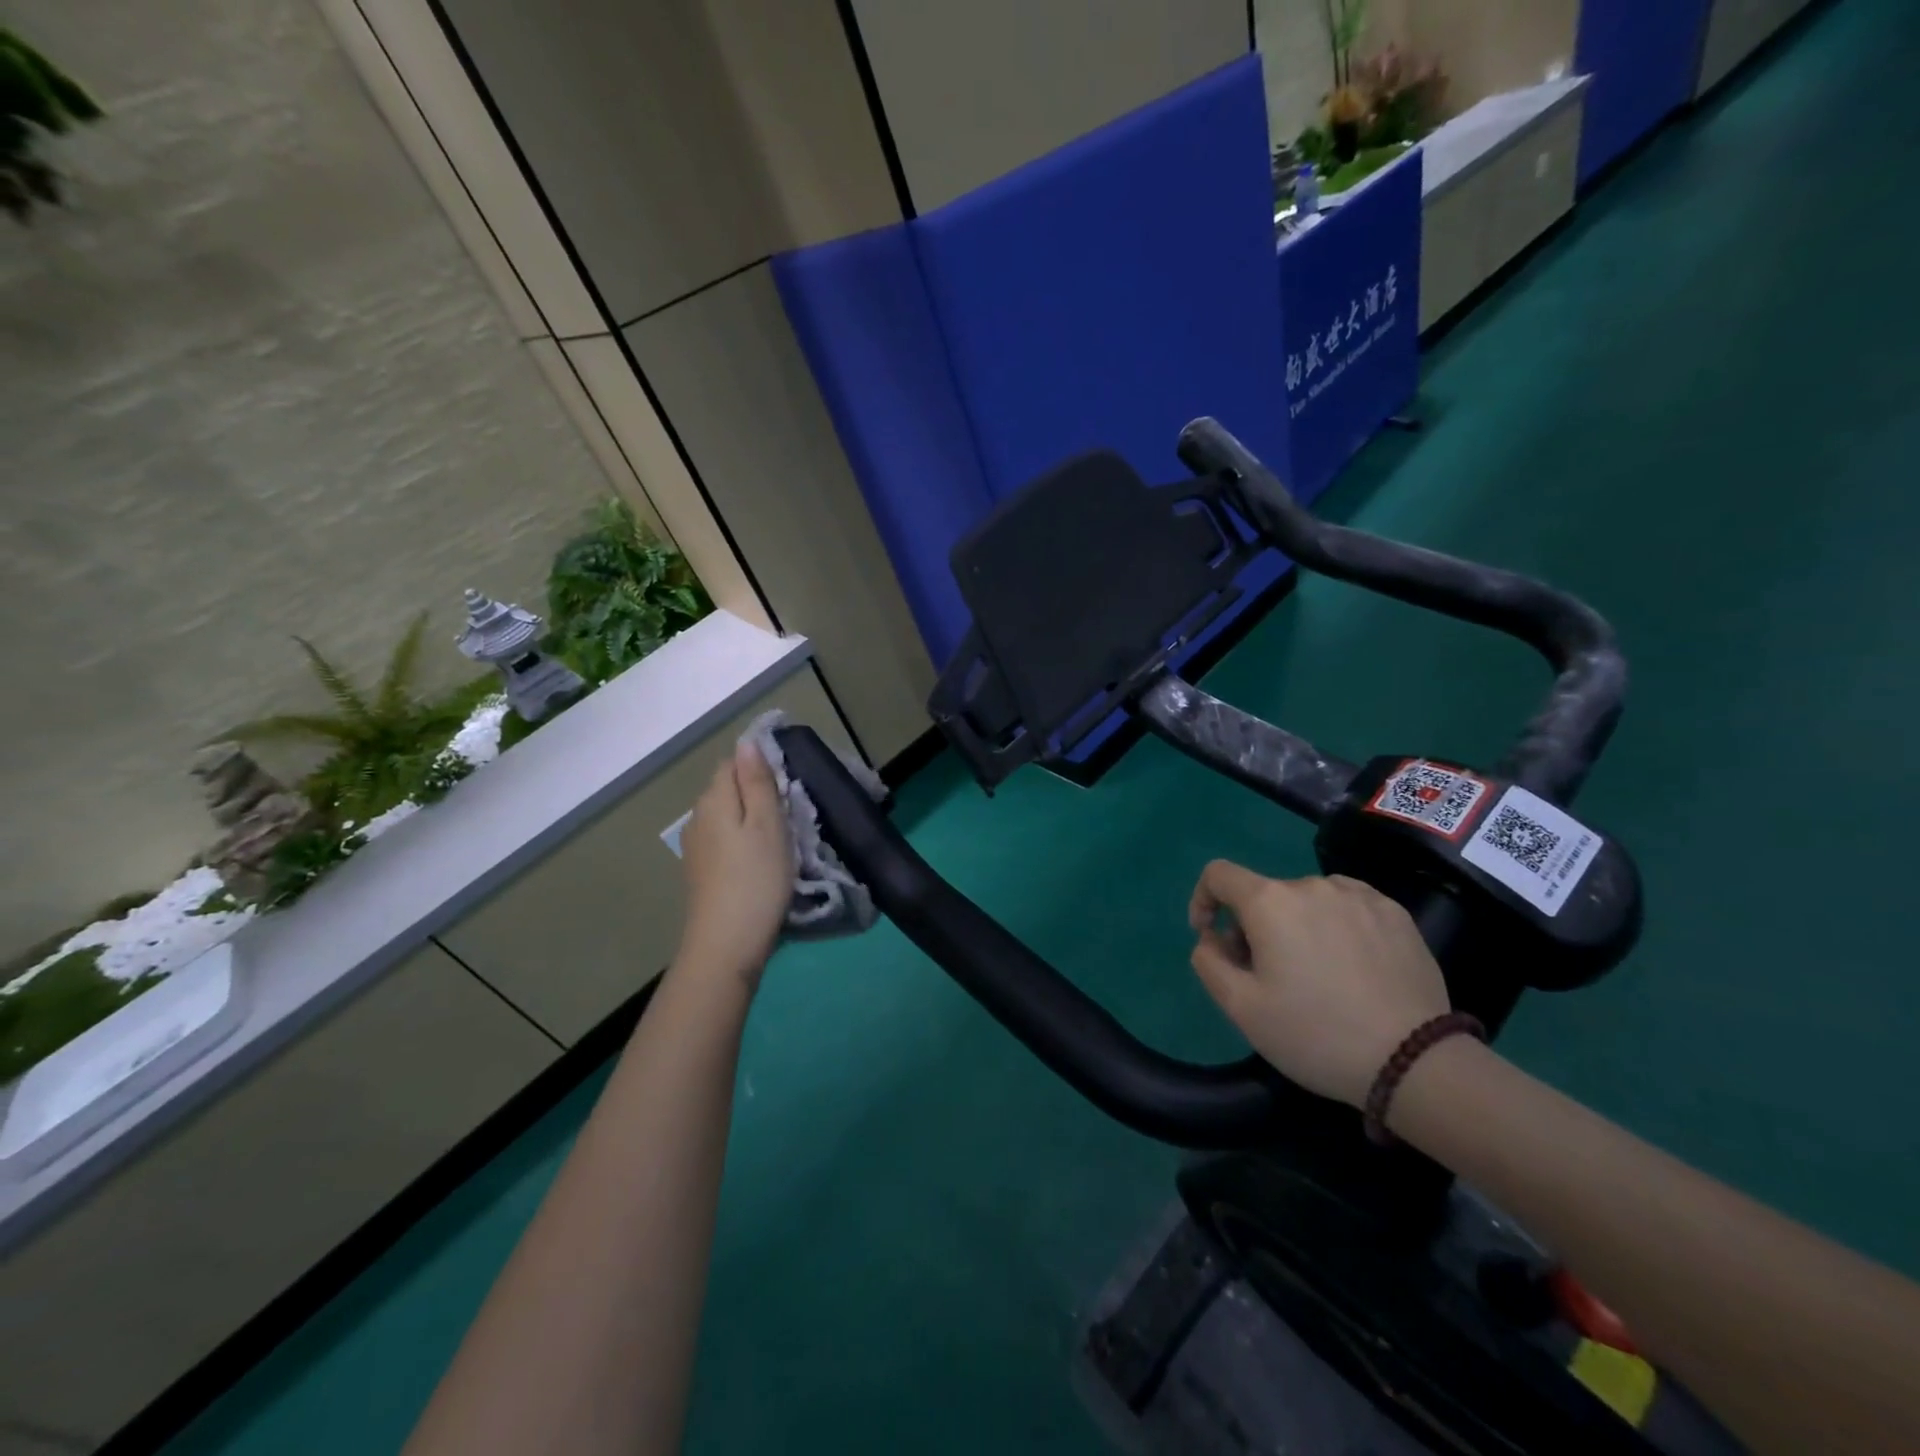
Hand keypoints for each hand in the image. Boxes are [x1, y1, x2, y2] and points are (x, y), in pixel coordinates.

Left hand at [677, 742, 792, 991]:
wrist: (726, 944)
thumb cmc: (756, 879)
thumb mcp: (767, 824)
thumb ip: (757, 781)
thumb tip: (747, 742)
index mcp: (714, 799)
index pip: (733, 762)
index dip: (761, 766)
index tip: (789, 784)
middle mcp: (697, 817)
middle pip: (728, 789)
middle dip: (757, 792)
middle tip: (792, 812)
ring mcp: (696, 847)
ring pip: (727, 816)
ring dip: (751, 819)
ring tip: (782, 838)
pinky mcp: (701, 872)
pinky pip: (724, 840)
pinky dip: (743, 841)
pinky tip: (760, 861)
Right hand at [1188, 863, 1449, 1106]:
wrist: (1414, 1061)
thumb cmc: (1315, 1034)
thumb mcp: (1241, 1008)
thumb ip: (1208, 961)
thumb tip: (1213, 938)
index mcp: (1269, 902)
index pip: (1219, 874)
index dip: (1204, 899)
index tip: (1212, 937)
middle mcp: (1311, 885)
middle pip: (1265, 894)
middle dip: (1254, 927)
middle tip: (1266, 976)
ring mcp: (1359, 895)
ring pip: (1307, 901)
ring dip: (1296, 925)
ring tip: (1315, 974)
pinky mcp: (1395, 913)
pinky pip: (1347, 907)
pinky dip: (1335, 927)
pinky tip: (1351, 967)